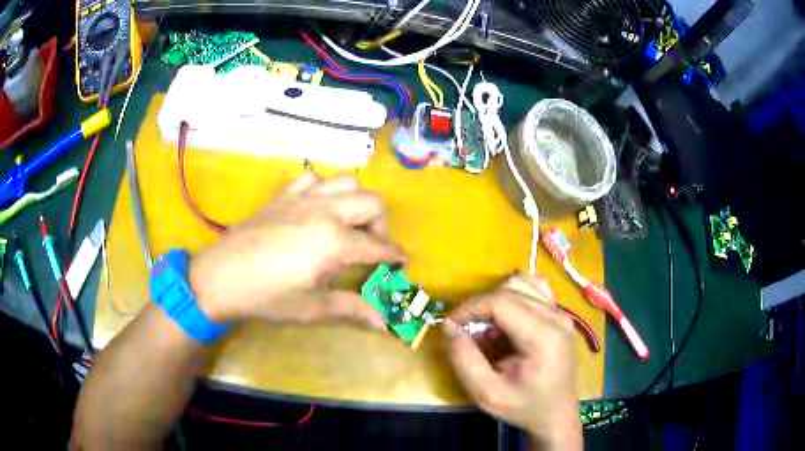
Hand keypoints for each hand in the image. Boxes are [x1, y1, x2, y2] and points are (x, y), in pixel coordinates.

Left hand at [189, 173, 405, 328]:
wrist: (220, 277)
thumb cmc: (267, 297)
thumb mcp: (311, 307)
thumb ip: (351, 309)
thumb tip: (383, 324)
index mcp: (334, 241)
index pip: (378, 245)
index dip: (395, 254)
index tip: (403, 261)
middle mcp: (325, 211)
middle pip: (372, 202)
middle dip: (380, 224)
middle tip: (370, 246)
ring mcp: (303, 198)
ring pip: (347, 182)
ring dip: (356, 201)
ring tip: (347, 224)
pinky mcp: (284, 195)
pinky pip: (315, 179)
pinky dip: (325, 189)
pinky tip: (317, 209)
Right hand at [445, 276, 581, 449]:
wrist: (556, 414)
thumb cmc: (523, 407)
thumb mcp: (487, 394)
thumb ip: (464, 360)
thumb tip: (449, 326)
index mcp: (543, 337)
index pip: (501, 302)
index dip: (470, 308)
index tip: (451, 325)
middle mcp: (556, 317)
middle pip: (510, 291)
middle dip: (479, 306)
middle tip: (464, 330)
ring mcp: (562, 314)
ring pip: (521, 285)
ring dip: (496, 300)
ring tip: (487, 328)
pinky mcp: (561, 315)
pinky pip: (534, 290)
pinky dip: (514, 296)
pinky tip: (507, 319)